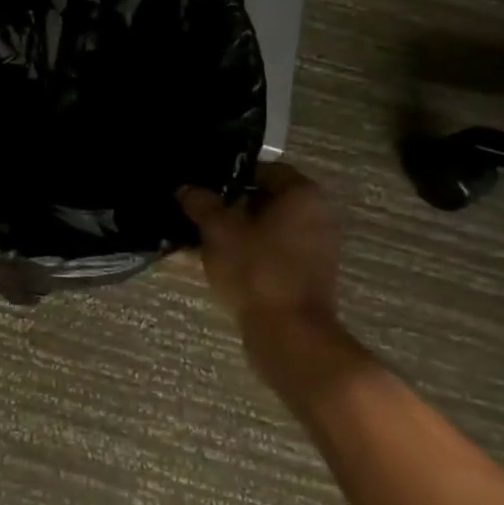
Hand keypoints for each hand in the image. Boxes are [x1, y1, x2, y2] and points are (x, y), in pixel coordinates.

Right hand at [179, 164, 344, 384]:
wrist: (289, 335)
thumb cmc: (257, 270)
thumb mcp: (218, 230)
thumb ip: (201, 203)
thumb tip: (186, 188)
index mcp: (303, 195)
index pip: (264, 169)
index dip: (231, 174)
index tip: (203, 185)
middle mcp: (317, 217)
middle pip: (266, 200)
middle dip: (230, 205)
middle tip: (197, 211)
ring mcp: (316, 249)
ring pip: (267, 229)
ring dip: (236, 231)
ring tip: (199, 238)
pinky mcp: (308, 277)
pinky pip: (272, 253)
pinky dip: (248, 253)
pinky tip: (216, 262)